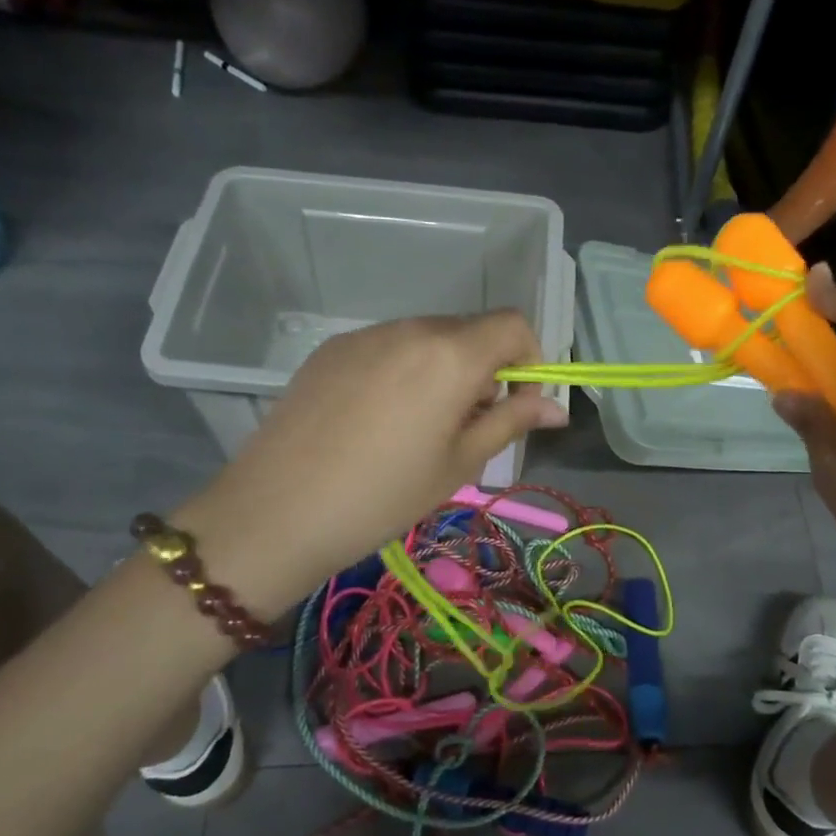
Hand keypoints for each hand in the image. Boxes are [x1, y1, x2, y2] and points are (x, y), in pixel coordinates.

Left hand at [176, 311, 566, 611]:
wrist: (278, 511)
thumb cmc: (385, 495)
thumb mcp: (459, 463)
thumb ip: (511, 422)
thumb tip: (557, 408)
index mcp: (451, 354)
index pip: (513, 325)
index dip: (529, 359)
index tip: (516, 404)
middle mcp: (410, 328)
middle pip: (470, 330)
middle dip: (485, 369)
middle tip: (467, 426)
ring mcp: (365, 335)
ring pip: (427, 338)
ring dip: (443, 369)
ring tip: (419, 427)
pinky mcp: (331, 349)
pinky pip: (387, 347)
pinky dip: (403, 370)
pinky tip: (377, 420)